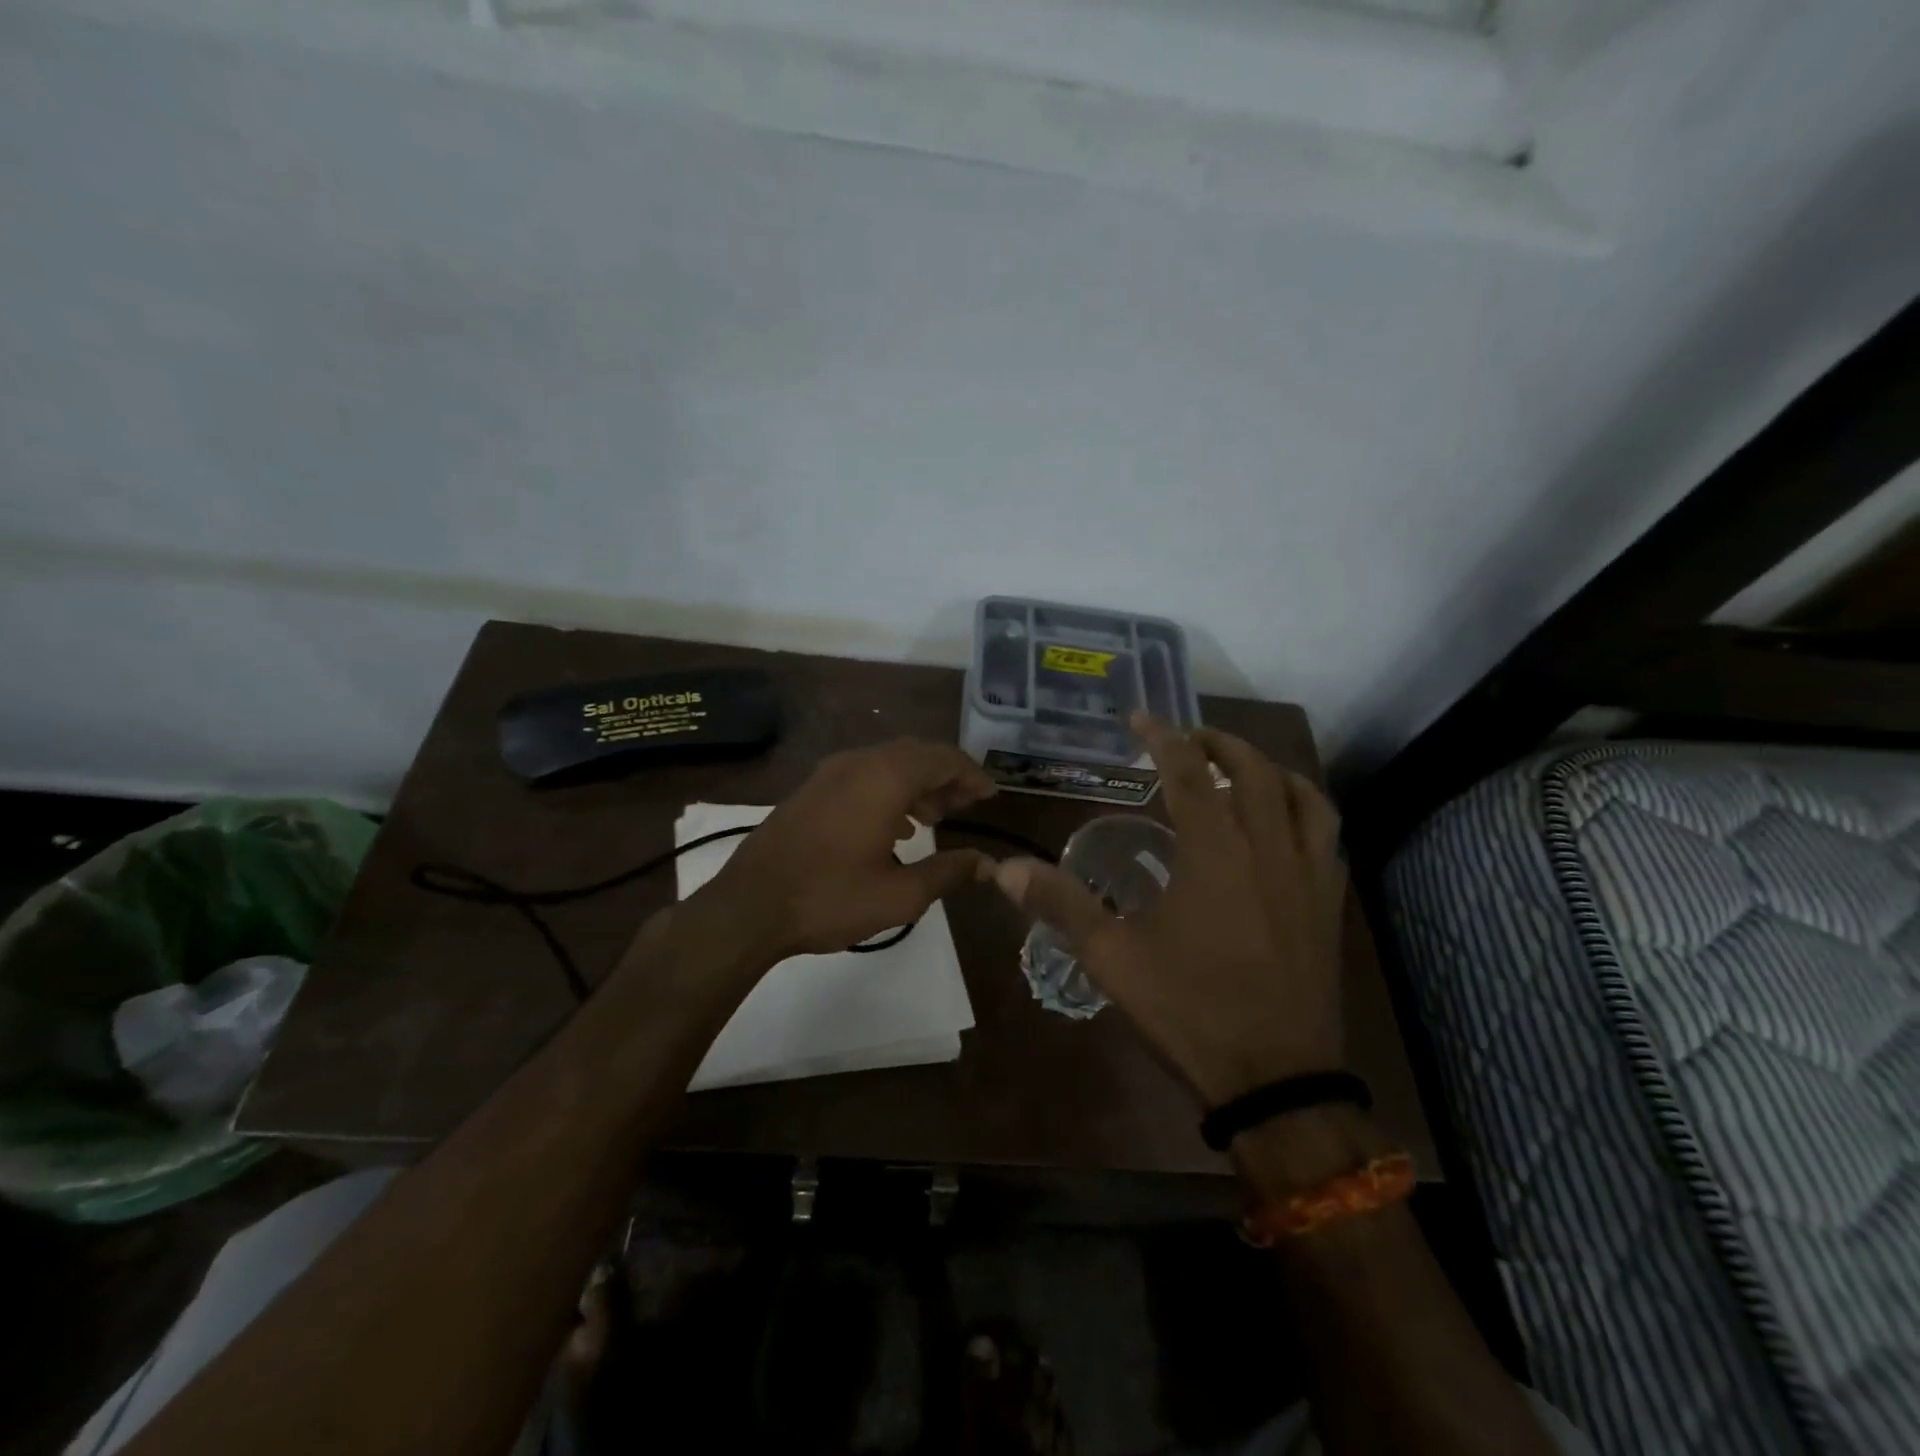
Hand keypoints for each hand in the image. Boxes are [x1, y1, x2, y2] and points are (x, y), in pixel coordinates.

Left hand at [705, 739, 996, 960]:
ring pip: (887, 763)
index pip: (942, 758)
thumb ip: (948, 872)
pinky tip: (894, 827)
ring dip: (917, 783)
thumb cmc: (830, 898)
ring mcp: (829, 773)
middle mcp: (858, 763)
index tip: (991, 796)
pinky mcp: (811, 789)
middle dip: (946, 776)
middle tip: (967, 805)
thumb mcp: (899, 896)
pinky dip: (889, 790)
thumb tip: (986, 863)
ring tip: (936, 818)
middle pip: (915, 754)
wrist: (749, 906)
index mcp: (884, 778)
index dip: (971, 774)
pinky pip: (863, 775)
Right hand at [988, 714, 1345, 1105]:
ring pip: (1303, 796)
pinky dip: (1304, 810)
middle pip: (1253, 770)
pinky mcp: (1329, 905)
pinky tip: (1282, 828)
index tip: (1140, 718)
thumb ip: (1061, 904)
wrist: (1276, 1081)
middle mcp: (1268, 849)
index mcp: (1216, 852)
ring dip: (1269, 770)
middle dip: (1218, 744)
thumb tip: (1005, 870)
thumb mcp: (1112, 958)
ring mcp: (1308, 875)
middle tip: (1188, 739)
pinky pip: (1327, 836)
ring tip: (1240, 770)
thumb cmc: (1190, 1011)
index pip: (1188, 773)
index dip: (1162, 738)